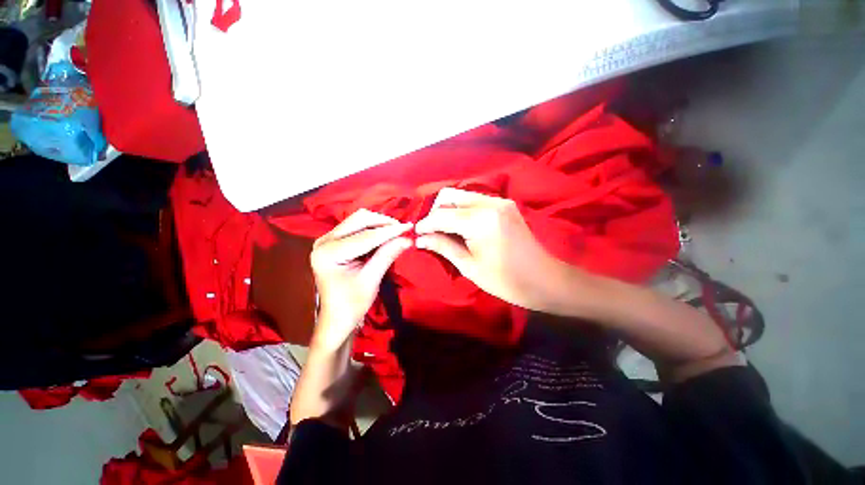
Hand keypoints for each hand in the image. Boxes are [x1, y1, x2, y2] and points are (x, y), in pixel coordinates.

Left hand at [310, 209, 412, 347]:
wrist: (336, 318)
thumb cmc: (351, 304)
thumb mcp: (371, 280)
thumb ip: (387, 256)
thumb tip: (407, 239)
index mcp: (328, 253)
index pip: (365, 237)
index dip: (390, 231)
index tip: (409, 227)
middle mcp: (324, 241)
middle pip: (358, 220)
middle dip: (383, 223)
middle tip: (403, 229)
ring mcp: (327, 239)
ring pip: (358, 220)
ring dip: (379, 224)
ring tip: (397, 232)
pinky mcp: (334, 241)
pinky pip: (356, 227)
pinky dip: (373, 229)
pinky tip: (386, 235)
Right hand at [415, 188, 566, 310]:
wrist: (543, 279)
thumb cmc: (505, 280)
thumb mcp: (469, 266)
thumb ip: (443, 246)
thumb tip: (419, 238)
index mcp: (481, 221)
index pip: (442, 215)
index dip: (425, 224)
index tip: (416, 234)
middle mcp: (490, 203)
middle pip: (450, 196)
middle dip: (435, 212)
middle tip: (431, 232)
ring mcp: (499, 201)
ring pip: (462, 196)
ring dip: (448, 210)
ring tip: (443, 230)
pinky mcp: (505, 204)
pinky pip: (474, 200)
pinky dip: (462, 210)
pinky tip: (460, 226)